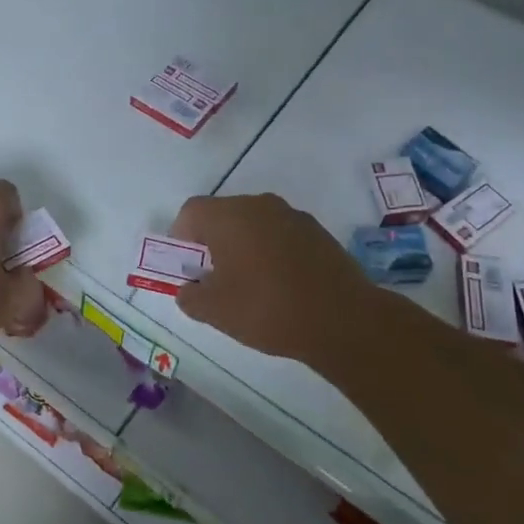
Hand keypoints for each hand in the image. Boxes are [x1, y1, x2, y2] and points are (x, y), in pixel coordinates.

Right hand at [169, 193, 375, 364]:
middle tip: (214, 278)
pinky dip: (271, 251)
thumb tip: (188, 289)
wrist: (342, 319)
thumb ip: (190, 297)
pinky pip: (280, 234)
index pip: (191, 212)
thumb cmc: (267, 309)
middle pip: (223, 214)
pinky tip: (279, 285)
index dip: (181, 238)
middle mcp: (259, 205)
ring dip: (243, 245)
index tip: (187, 267)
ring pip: (253, 223)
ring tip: (249, 284)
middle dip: (212, 242)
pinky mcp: (317, 231)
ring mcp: (292, 215)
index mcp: (228, 216)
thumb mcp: (215, 311)